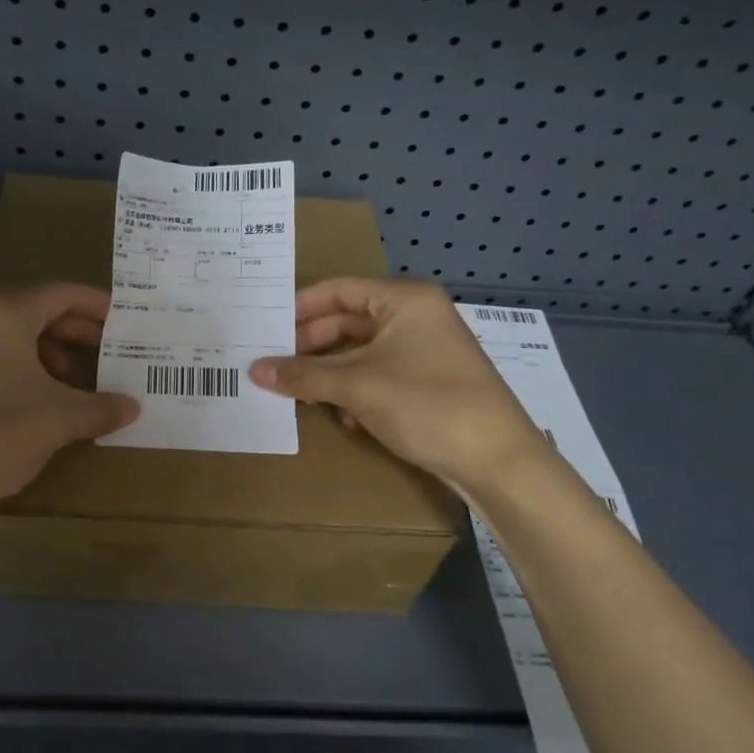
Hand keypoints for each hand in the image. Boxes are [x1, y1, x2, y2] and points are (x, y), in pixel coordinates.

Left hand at [0, 284, 138, 533]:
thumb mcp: (57, 421)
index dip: (99, 305)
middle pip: (40, 313)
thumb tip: (133, 406)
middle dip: (79, 332)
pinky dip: (29, 374)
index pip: (63, 294)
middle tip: (113, 350)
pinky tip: (43, 406)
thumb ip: (101, 408)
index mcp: (4, 314)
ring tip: (80, 383)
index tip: (129, 320)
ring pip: (18, 340)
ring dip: (54, 356)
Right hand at [248, 278, 545, 487]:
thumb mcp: (357, 386)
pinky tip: (345, 417)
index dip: (299, 308)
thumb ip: (303, 375)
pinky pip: (380, 375)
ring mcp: (426, 350)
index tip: (265, 328)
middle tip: (274, 366)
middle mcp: (416, 316)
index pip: (338, 290)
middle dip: (311, 347)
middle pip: (348, 322)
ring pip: (362, 352)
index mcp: (404, 299)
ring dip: (331, 373)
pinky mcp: (430, 382)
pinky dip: (356, 391)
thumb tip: (254, 370)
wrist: (498, 462)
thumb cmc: (426, 404)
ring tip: (300, 393)